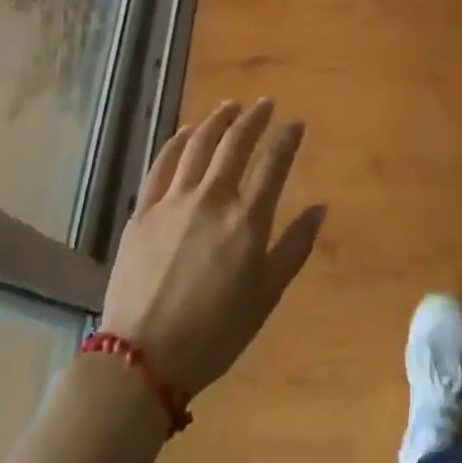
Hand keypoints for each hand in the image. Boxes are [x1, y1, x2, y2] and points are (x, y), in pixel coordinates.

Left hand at [100, 99, 324, 400]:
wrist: (142, 359)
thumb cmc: (215, 333)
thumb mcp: (267, 296)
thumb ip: (295, 247)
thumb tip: (320, 208)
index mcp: (246, 221)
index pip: (273, 164)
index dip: (287, 138)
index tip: (295, 123)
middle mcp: (211, 199)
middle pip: (235, 144)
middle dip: (253, 118)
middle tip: (264, 104)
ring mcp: (173, 201)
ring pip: (198, 145)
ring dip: (216, 121)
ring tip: (230, 106)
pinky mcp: (143, 211)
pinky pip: (162, 165)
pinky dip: (177, 142)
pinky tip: (185, 132)